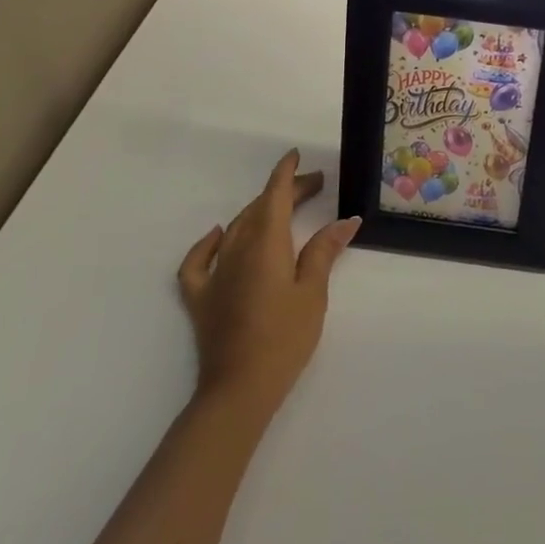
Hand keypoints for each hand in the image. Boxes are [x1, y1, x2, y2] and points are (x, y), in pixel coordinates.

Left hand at [178, 150, 359, 419]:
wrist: (239, 388)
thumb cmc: (285, 338)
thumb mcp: (313, 292)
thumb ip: (325, 251)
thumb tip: (346, 220)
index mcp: (266, 242)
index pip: (275, 195)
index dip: (286, 173)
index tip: (296, 155)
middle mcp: (237, 248)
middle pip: (259, 208)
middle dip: (284, 192)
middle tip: (313, 187)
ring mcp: (214, 272)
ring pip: (236, 228)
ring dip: (259, 211)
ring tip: (283, 210)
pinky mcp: (200, 296)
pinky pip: (199, 259)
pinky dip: (210, 242)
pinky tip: (219, 235)